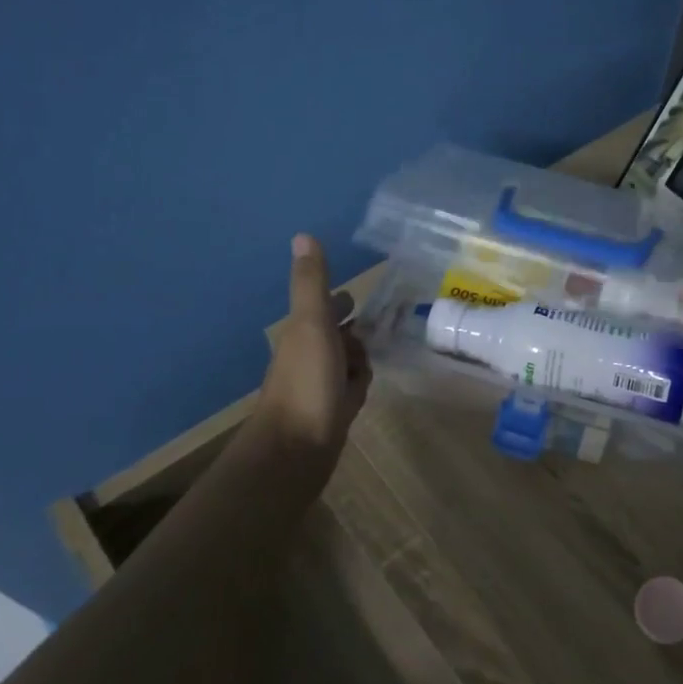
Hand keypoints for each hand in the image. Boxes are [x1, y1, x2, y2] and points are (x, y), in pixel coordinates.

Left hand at [251, 235, 371, 456]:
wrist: (295, 449)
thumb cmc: (306, 382)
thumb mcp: (312, 325)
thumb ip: (312, 284)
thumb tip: (302, 235)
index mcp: (303, 334)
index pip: (324, 310)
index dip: (340, 302)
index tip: (358, 295)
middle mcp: (309, 358)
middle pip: (336, 336)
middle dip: (354, 327)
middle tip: (386, 319)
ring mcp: (320, 387)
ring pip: (345, 364)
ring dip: (359, 356)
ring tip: (384, 350)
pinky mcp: (332, 413)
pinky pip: (349, 390)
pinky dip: (359, 384)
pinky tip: (369, 387)